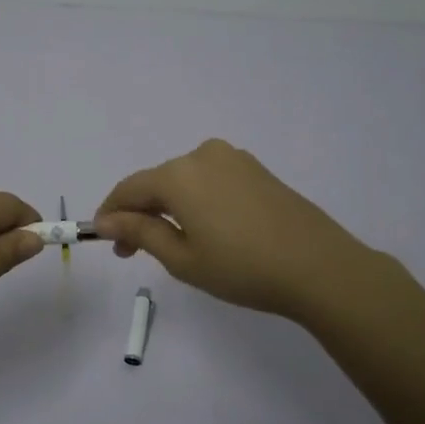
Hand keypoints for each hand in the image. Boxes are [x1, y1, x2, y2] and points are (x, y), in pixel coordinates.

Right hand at [94, 139, 379, 320]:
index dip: (111, 213)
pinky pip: (211, 180)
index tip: (104, 240)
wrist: (319, 267)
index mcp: (179, 175)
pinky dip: (197, 201)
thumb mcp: (182, 258)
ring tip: (171, 243)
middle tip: (133, 251)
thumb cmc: (242, 268)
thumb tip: (106, 219)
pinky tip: (206, 229)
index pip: (129, 188)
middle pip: (157, 182)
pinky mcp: (256, 170)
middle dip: (140, 213)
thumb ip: (140, 232)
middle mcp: (203, 155)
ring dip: (169, 207)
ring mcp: (234, 159)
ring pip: (185, 180)